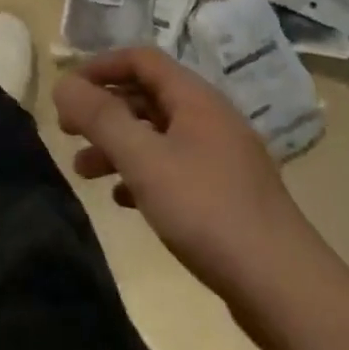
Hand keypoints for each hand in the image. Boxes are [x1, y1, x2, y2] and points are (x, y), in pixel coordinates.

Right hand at [54, 47, 312, 323]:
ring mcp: (222, 158)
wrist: (286, 290)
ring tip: (84, 172)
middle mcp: (210, 118)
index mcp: (196, 99)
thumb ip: (100, 118)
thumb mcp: (144, 160)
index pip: (141, 59)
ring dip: (118, 145)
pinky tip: (123, 200)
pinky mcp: (227, 196)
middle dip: (104, 109)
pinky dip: (143, 174)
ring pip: (158, 135)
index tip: (67, 90)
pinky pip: (174, 167)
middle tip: (67, 131)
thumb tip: (62, 83)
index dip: (100, 66)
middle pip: (147, 96)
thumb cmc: (208, 211)